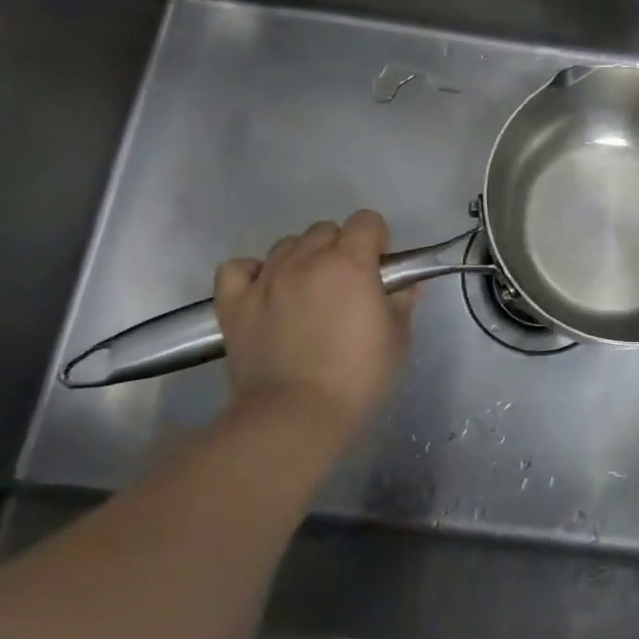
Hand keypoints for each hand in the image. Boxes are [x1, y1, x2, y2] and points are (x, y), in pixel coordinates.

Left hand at [214, 210, 415, 435]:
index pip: (367, 221)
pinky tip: (265, 291)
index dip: (377, 240)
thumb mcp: (397, 339)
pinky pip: (238, 268)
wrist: (295, 417)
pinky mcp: (234, 304)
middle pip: (326, 230)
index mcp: (351, 263)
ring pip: (287, 245)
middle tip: (345, 286)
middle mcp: (307, 260)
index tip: (379, 269)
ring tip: (306, 292)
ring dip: (302, 259)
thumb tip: (404, 286)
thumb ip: (402, 302)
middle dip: (339, 248)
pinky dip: (252, 273)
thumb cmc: (357, 377)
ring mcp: (267, 279)